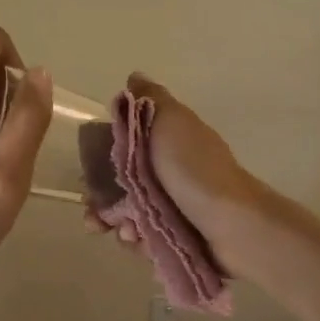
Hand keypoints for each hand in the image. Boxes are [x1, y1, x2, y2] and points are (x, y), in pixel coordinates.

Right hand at [86, 73, 264, 275]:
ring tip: (125, 232)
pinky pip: (145, 242)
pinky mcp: (177, 239)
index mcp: (165, 143)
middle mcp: (168, 174)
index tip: (86, 177)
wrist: (233, 223)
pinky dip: (138, 243)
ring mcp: (173, 208)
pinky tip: (140, 243)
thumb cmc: (195, 169)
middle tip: (95, 216)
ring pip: (129, 217)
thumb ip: (149, 100)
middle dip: (102, 202)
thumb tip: (134, 77)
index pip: (121, 150)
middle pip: (120, 187)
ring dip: (118, 225)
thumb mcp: (171, 121)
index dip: (99, 163)